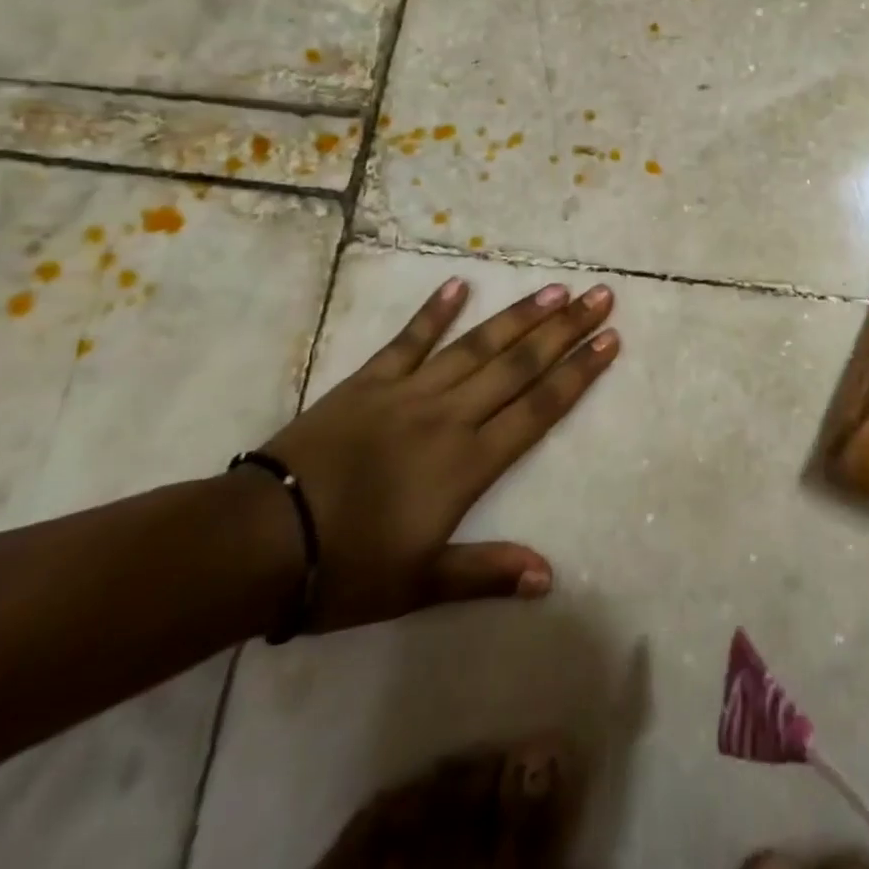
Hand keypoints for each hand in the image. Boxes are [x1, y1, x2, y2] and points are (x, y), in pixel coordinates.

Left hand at [260, 276, 618, 632]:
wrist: (257, 542)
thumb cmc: (344, 569)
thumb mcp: (419, 585)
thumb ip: (486, 574)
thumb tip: (549, 577)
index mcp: (467, 463)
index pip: (539, 408)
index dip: (578, 372)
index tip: (610, 339)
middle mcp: (449, 416)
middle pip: (519, 365)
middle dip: (564, 329)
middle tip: (600, 296)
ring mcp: (408, 392)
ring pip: (476, 345)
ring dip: (519, 316)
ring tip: (555, 289)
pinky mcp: (368, 382)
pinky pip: (408, 339)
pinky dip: (434, 311)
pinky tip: (459, 284)